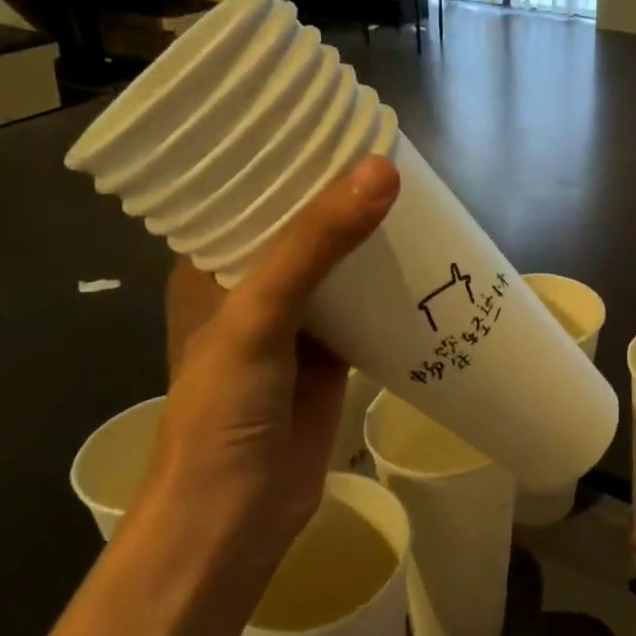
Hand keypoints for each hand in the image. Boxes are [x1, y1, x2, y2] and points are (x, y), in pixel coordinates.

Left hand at [152, 154, 398, 552]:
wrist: (236, 516)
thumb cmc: (224, 411)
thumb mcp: (260, 315)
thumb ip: (316, 243)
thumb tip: (381, 169)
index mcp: (211, 265)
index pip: (247, 192)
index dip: (285, 156)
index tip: (333, 119)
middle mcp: (250, 286)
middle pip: (300, 224)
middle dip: (339, 192)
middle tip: (391, 151)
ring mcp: (293, 321)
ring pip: (335, 262)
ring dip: (367, 234)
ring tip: (414, 192)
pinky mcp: (328, 353)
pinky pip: (361, 303)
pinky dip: (386, 282)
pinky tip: (423, 257)